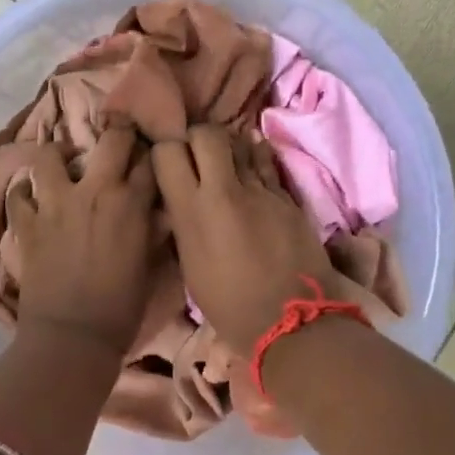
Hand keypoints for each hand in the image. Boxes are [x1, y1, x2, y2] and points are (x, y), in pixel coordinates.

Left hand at [8, 123, 157, 352]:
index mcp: (132, 204)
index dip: (151, 154)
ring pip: (50, 156)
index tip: (150, 154)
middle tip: (115, 141)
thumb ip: (152, 230)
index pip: (149, 161)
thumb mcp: (150, 266)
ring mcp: (55, 204)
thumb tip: (156, 211)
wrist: (73, 338)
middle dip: (117, 133)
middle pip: (111, 139)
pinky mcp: (27, 223)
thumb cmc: (121, 309)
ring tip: (63, 165)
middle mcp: (95, 191)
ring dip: (58, 156)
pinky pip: (18, 195)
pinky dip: (24, 193)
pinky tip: (31, 197)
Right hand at [152, 125, 336, 351]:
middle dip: (198, 137)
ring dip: (230, 147)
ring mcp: (260, 190)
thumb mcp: (190, 263)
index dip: (166, 149)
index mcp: (190, 211)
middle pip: (206, 133)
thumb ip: (184, 221)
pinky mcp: (287, 196)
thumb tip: (183, 198)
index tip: (168, 159)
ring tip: (228, 160)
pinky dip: (257, 158)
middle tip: (198, 154)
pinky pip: (267, 163)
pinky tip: (253, 162)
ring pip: (241, 142)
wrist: (289, 321)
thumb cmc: (229, 304)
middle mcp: (223, 190)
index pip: (167, 151)